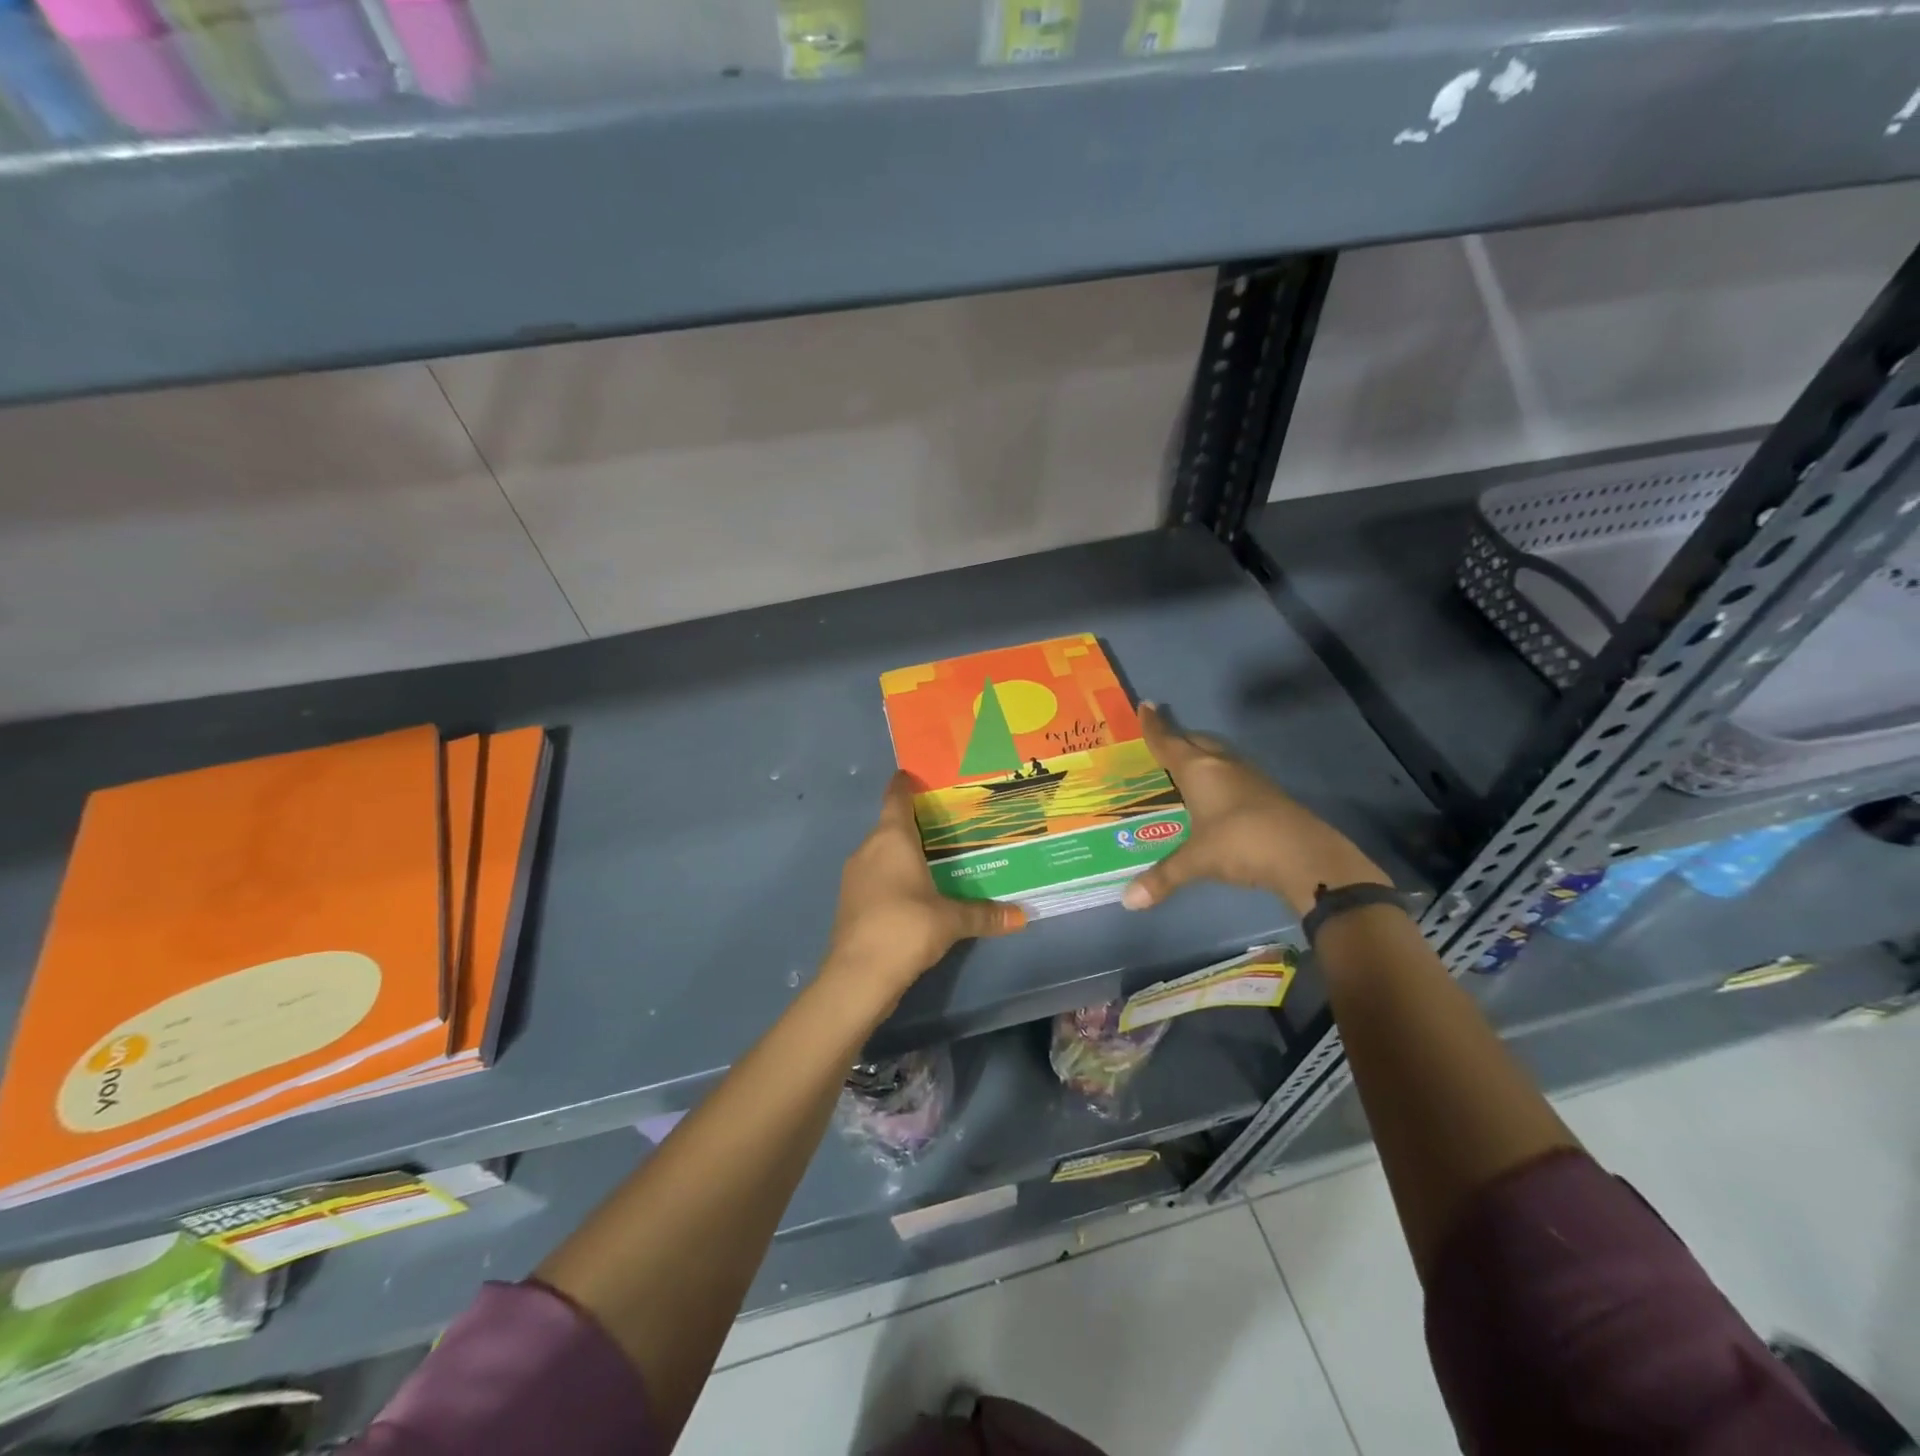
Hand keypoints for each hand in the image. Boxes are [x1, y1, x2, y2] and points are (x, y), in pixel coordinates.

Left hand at [823, 772, 1026, 1011]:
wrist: (858, 975)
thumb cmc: (906, 928)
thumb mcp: (951, 920)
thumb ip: (984, 914)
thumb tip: (1022, 916)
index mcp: (891, 838)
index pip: (896, 797)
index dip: (906, 783)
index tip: (920, 774)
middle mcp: (868, 848)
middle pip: (890, 824)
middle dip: (915, 822)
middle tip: (948, 822)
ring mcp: (854, 875)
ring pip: (881, 852)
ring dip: (902, 852)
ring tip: (935, 857)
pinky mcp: (850, 901)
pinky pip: (875, 875)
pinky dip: (892, 876)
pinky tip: (913, 891)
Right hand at [1122, 703, 1390, 916]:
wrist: (1305, 855)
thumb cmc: (1240, 844)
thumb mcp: (1196, 861)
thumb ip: (1162, 878)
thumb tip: (1128, 901)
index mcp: (1199, 770)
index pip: (1169, 742)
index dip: (1154, 725)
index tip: (1147, 704)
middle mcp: (1223, 766)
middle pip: (1197, 741)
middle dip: (1179, 736)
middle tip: (1164, 735)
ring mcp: (1250, 778)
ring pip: (1219, 755)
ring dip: (1203, 753)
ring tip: (1188, 761)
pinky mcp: (1268, 794)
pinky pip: (1234, 773)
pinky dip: (1219, 774)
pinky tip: (1218, 791)